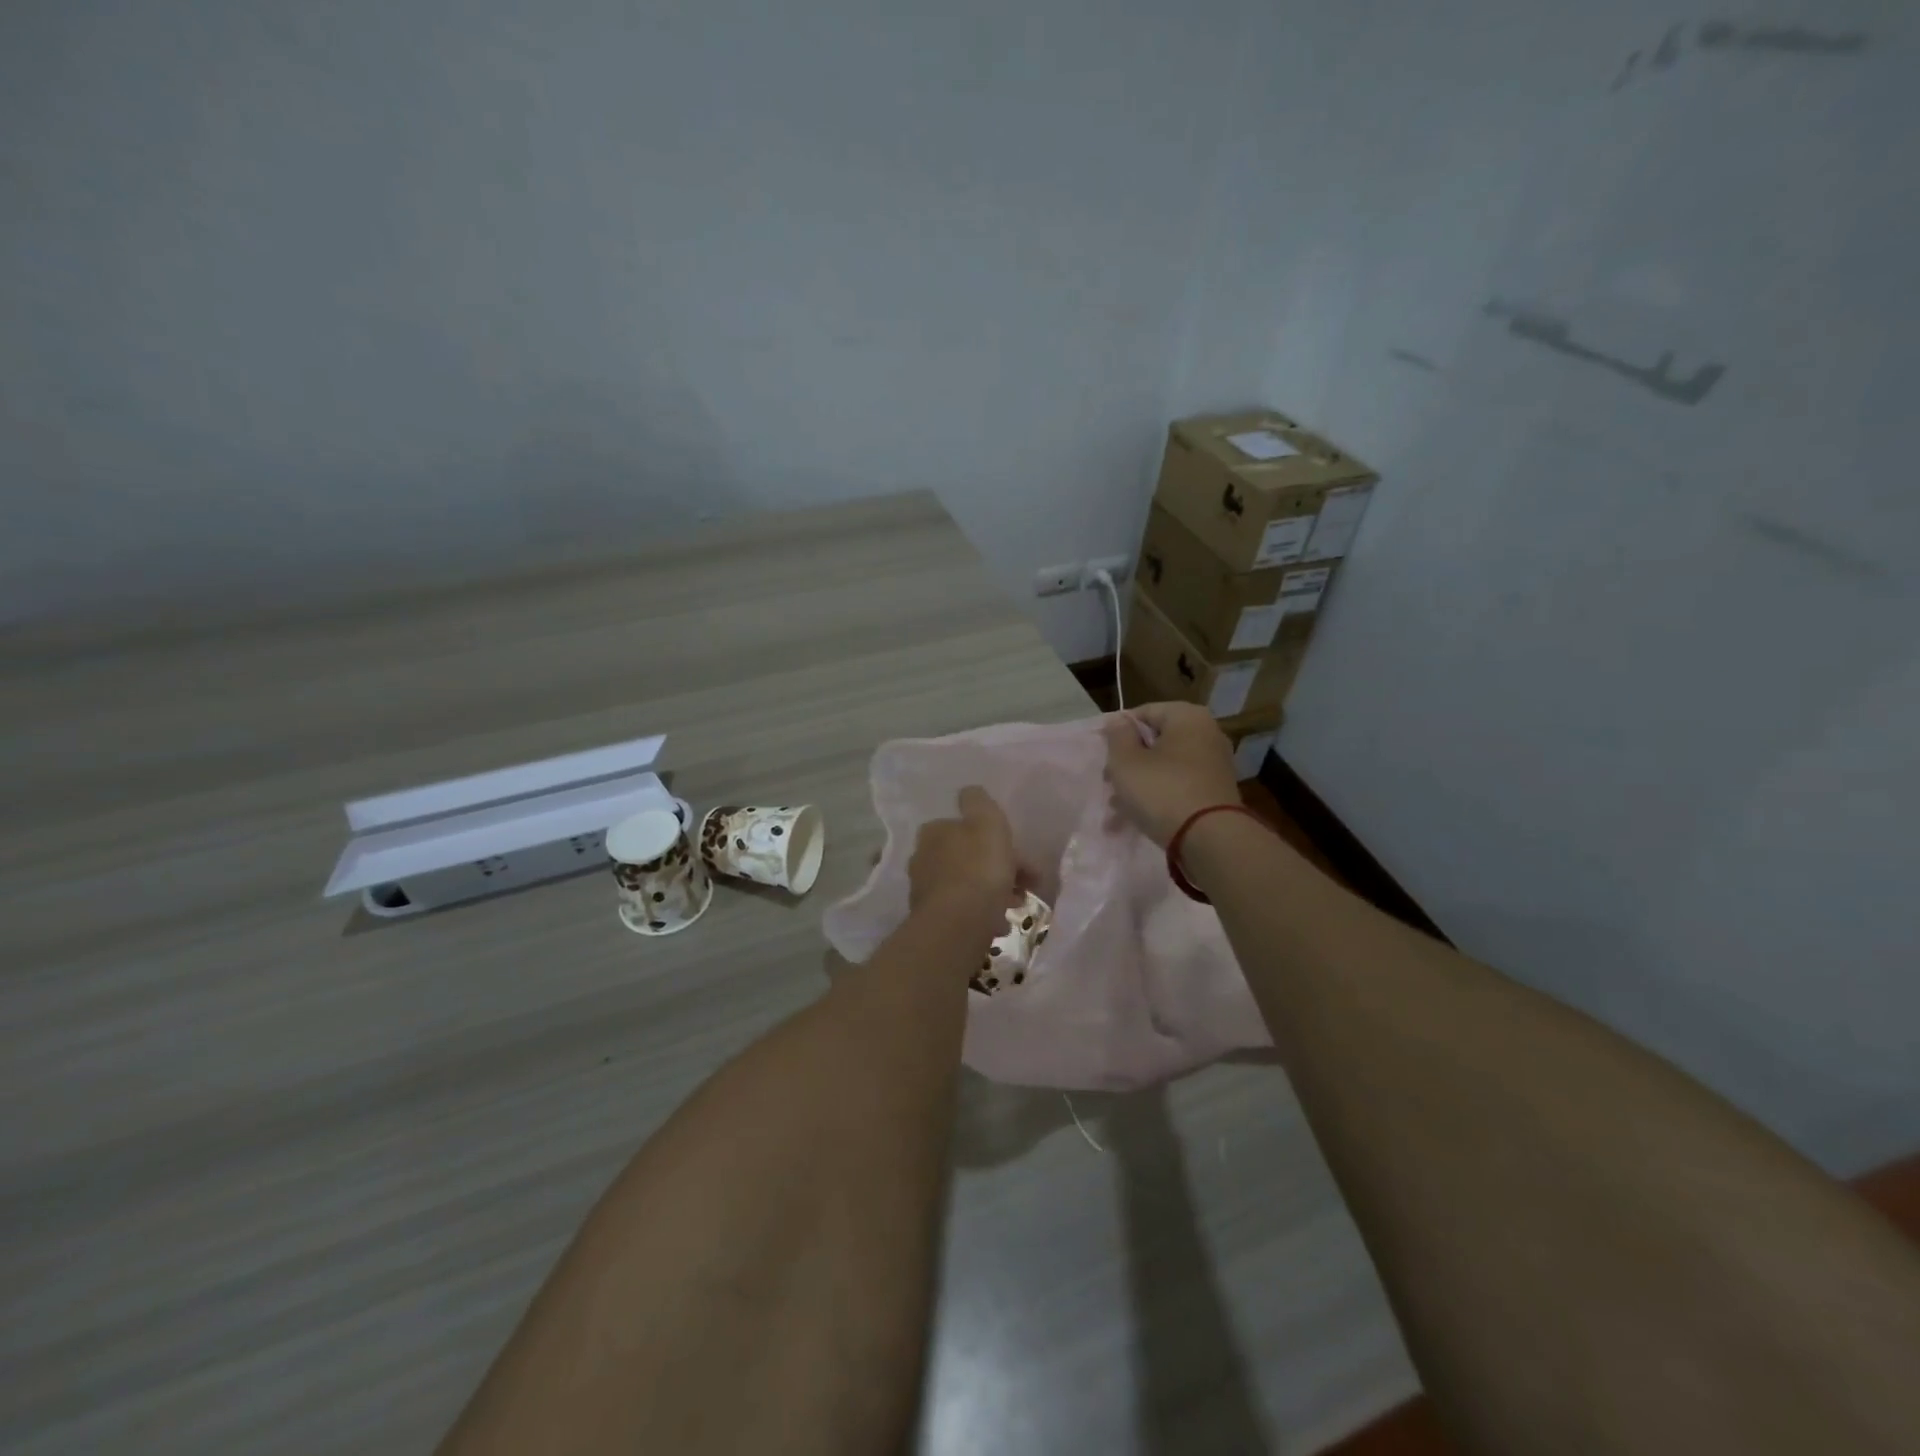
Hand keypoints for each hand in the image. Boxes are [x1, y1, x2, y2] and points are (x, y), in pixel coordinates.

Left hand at [908, 786, 1019, 913]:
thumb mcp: (986, 822)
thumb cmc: (978, 868)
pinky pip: (964, 911)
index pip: (966, 828)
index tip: (1021, 855)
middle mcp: (923, 858)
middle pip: (969, 858)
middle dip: (999, 868)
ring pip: (968, 885)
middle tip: (1028, 884)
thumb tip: (969, 792)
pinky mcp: (932, 920)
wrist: (958, 925)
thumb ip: (978, 802)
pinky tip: (999, 925)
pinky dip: (983, 914)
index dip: (997, 839)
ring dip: (994, 892)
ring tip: (1017, 905)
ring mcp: (925, 891)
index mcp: (934, 832)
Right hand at [1102, 702, 1242, 847]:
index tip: (1103, 755)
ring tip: (1117, 808)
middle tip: (1108, 782)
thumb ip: (1117, 736)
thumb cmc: (1162, 790)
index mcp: (1187, 717)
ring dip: (1139, 784)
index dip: (1118, 732)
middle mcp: (1207, 734)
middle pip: (1155, 742)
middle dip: (1128, 762)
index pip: (1143, 713)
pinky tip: (1137, 818)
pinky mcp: (1216, 792)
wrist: (1210, 839)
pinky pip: (1179, 786)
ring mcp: (1214, 764)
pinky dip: (1159, 797)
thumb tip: (1119, 721)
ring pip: (1165, 767)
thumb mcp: (1126, 761)